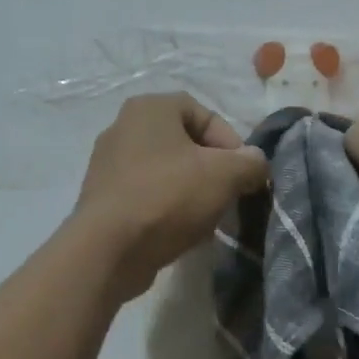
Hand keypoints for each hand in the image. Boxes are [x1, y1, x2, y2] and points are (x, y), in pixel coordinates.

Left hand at [71, 93, 268, 300]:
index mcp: (149, 108)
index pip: (203, 112)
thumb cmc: (168, 197)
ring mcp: (108, 164)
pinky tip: (181, 232)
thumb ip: (250, 163)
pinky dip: (167, 209)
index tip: (242, 173)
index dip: (230, 142)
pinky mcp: (103, 198)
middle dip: (212, 170)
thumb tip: (255, 163)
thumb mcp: (225, 175)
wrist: (108, 249)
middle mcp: (123, 128)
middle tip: (228, 195)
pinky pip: (146, 196)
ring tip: (207, 219)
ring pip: (166, 172)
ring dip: (192, 192)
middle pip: (184, 144)